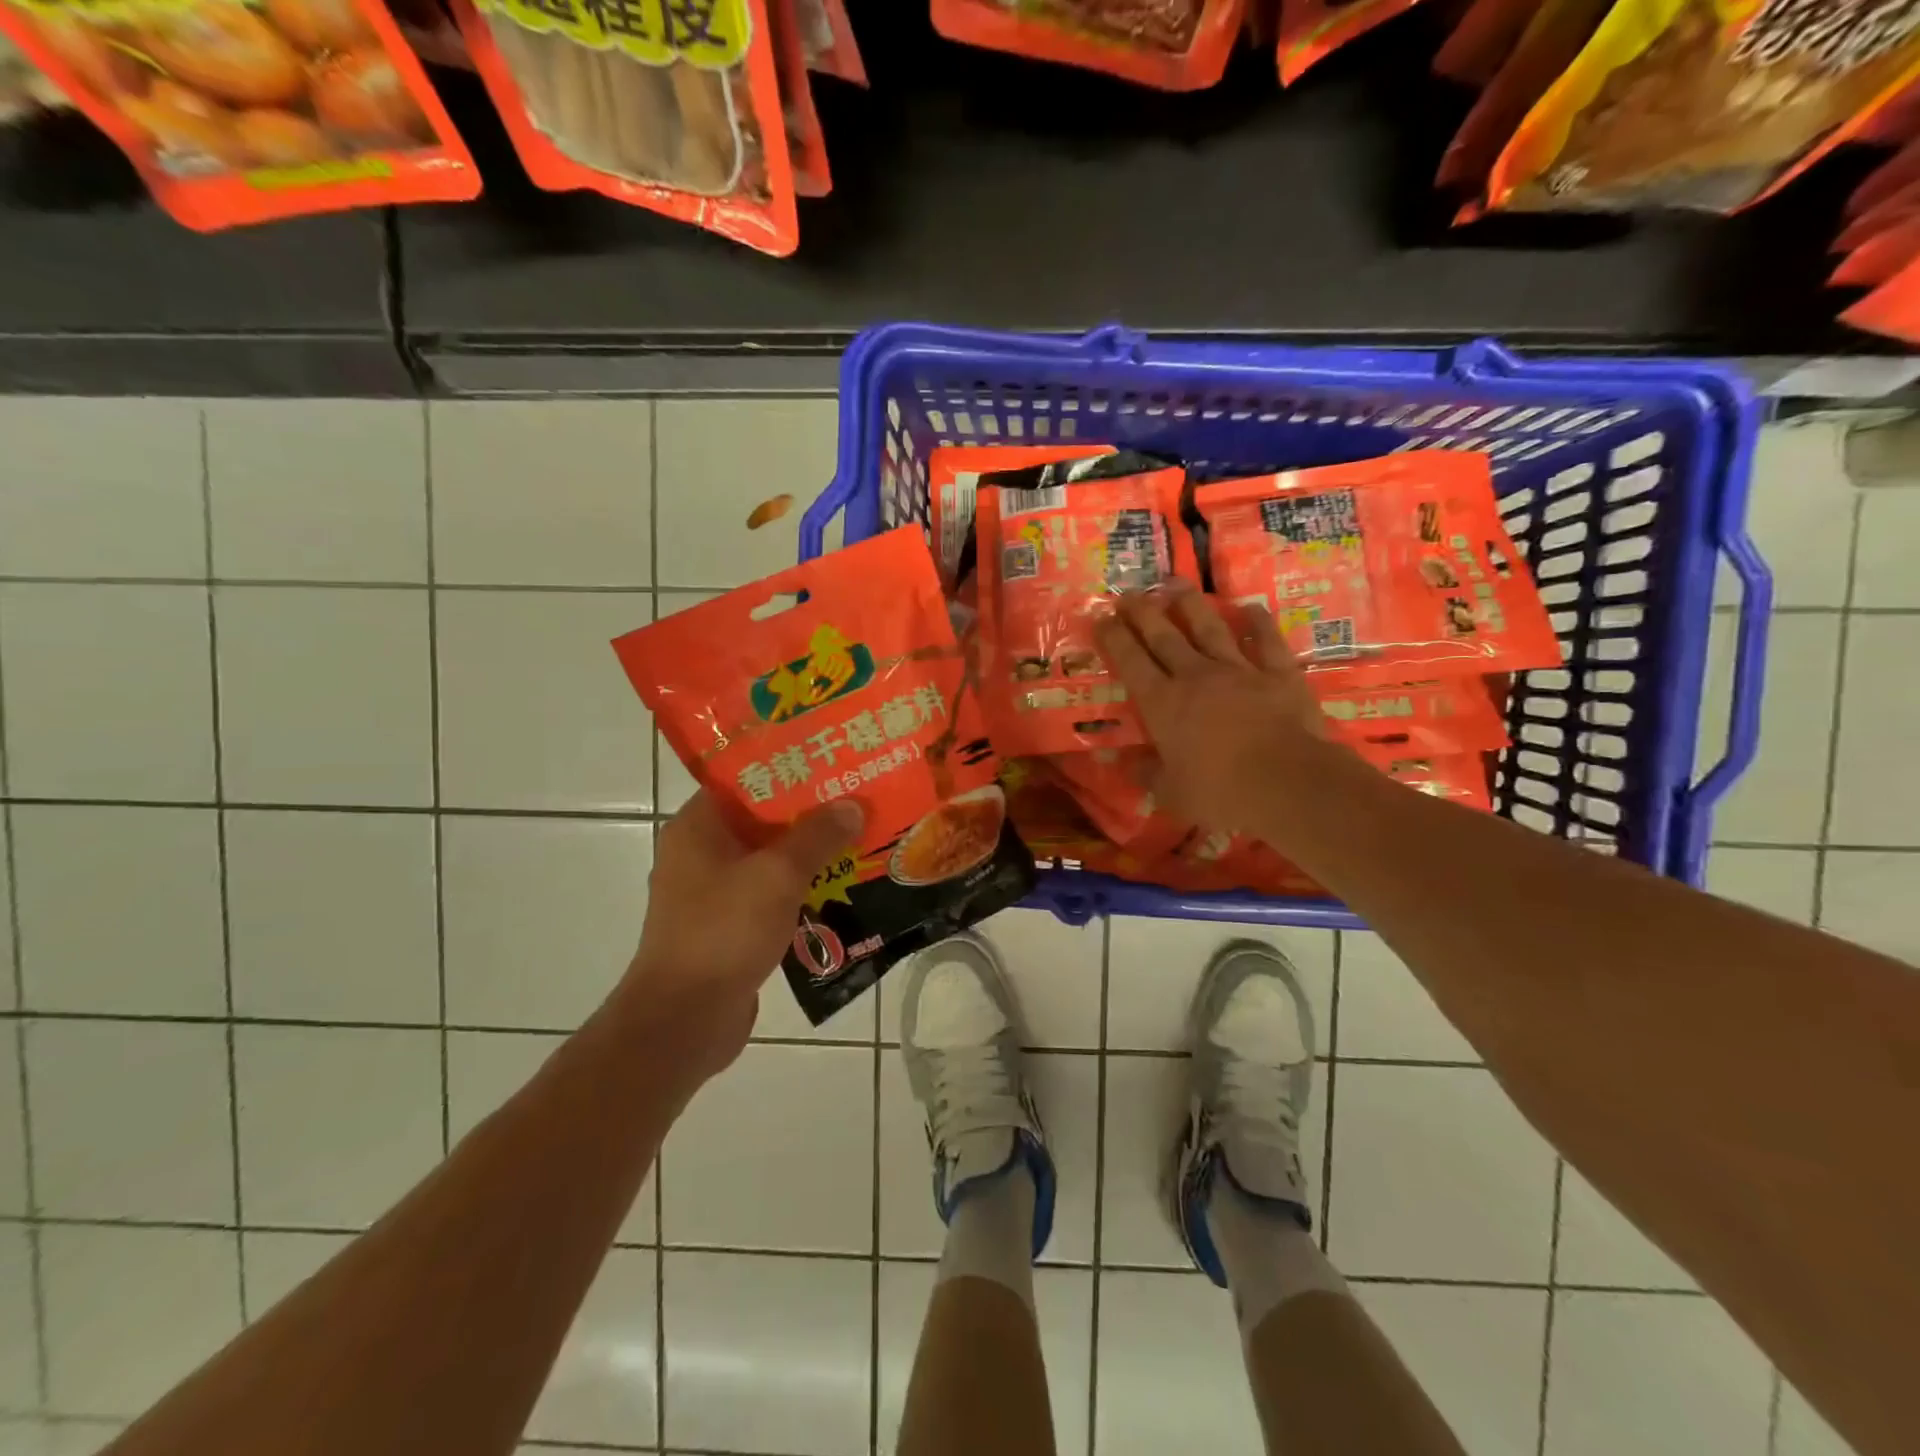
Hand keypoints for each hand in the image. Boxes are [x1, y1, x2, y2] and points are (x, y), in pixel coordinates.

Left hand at [621, 790, 861, 1078]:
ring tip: (861, 837)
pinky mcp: (728, 925)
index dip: (791, 768)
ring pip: (769, 858)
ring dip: (810, 852)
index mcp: (698, 826)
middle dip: (810, 811)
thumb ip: (817, 836)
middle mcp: (700, 852)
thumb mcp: (777, 876)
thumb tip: (853, 804)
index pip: (746, 779)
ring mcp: (712, 891)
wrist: (684, 1021)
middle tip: (859, 798)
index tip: (834, 762)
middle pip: (762, 819)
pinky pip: (770, 893)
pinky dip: (800, 888)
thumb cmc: (723, 933)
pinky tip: (841, 886)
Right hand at [1094, 586, 1338, 836]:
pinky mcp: (1278, 674)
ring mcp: (1239, 670)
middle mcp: (1196, 677)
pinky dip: (1259, 623)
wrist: (1288, 783)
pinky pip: (1266, 642)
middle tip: (1127, 593)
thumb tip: (1125, 764)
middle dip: (1142, 612)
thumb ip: (1147, 774)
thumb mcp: (1172, 794)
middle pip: (1164, 636)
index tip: (1101, 617)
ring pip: (1210, 628)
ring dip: (1191, 604)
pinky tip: (1251, 608)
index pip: (1131, 662)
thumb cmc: (1221, 792)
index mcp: (1163, 704)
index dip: (1114, 638)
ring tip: (1175, 583)